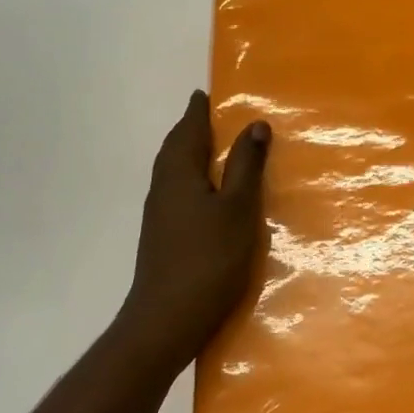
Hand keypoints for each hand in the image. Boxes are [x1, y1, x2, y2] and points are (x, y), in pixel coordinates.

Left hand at [114, 90, 270, 379]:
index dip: (198, 110)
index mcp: (180, 173)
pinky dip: (192, 178)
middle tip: (212, 116)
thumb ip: (246, 166)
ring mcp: (159, 214)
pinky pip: (177, 191)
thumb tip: (254, 123)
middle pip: (175, 148)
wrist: (166, 320)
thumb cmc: (208, 259)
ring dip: (191, 154)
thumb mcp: (238, 209)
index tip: (205, 92)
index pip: (188, 130)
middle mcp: (163, 187)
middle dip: (191, 129)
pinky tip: (208, 193)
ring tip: (214, 149)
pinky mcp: (162, 236)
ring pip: (173, 171)